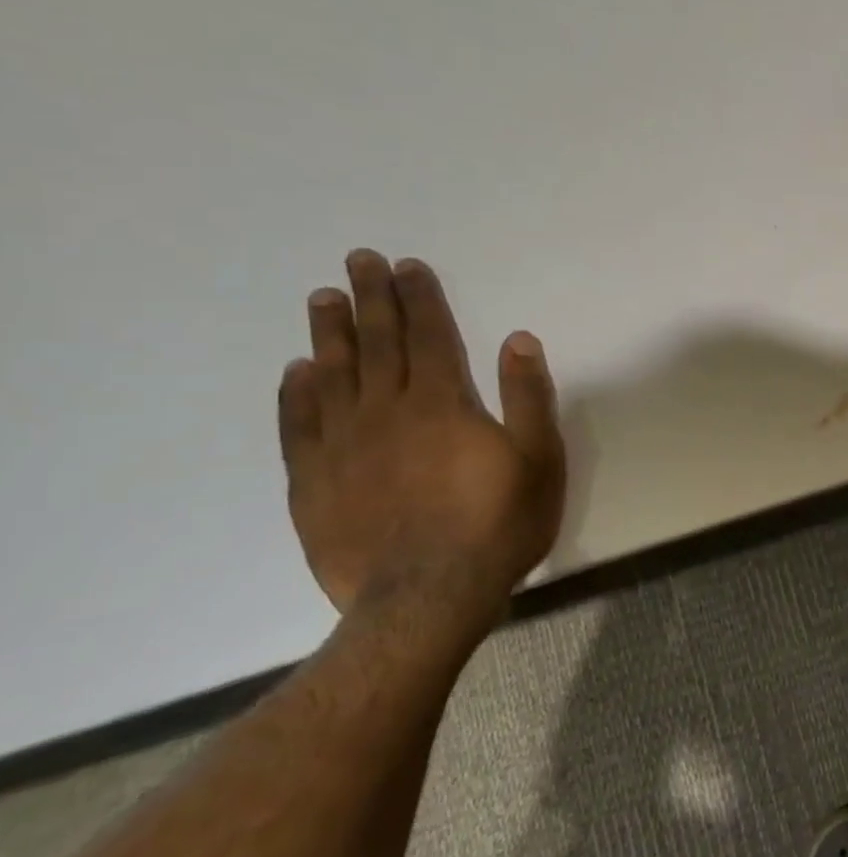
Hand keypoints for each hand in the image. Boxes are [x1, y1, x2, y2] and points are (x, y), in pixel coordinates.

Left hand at [277, 251, 566, 629]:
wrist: (427, 596)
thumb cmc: (498, 524)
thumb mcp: (540, 460)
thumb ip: (528, 397)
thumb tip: (519, 338)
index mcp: (443, 404)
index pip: (430, 336)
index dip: (420, 298)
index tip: (407, 266)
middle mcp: (386, 412)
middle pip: (378, 344)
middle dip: (371, 299)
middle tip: (359, 260)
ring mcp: (343, 446)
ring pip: (333, 375)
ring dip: (330, 333)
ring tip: (323, 298)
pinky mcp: (313, 481)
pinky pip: (299, 425)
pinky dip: (297, 394)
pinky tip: (297, 372)